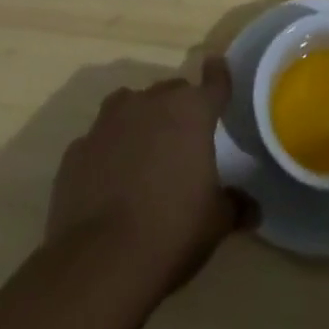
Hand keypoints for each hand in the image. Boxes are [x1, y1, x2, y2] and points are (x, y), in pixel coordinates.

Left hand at [47, 58, 249, 296]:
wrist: (99, 263)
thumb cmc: (172, 231)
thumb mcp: (216, 222)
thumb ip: (235, 205)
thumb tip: (252, 208)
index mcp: (191, 112)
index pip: (214, 82)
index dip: (218, 75)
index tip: (217, 65)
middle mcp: (150, 103)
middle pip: (171, 91)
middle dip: (179, 107)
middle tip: (184, 137)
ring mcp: (108, 123)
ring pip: (130, 104)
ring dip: (140, 119)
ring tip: (144, 150)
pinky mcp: (77, 149)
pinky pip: (99, 140)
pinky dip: (107, 151)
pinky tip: (109, 179)